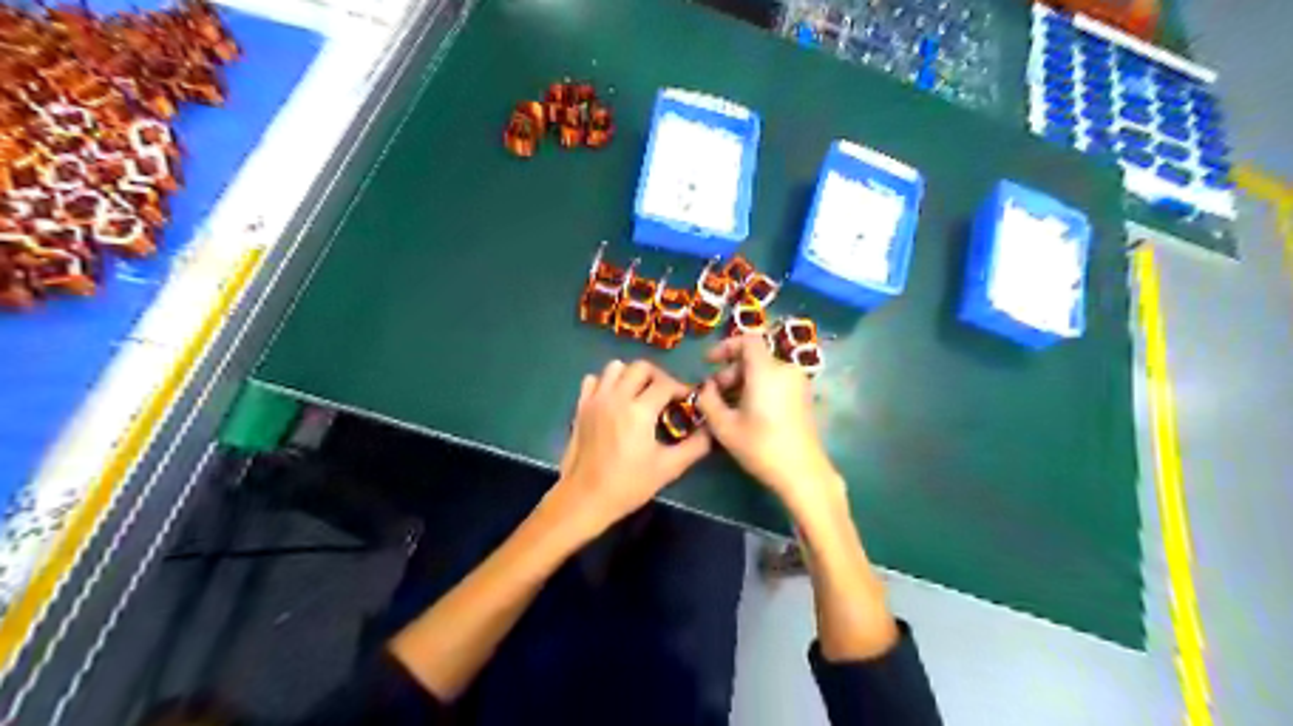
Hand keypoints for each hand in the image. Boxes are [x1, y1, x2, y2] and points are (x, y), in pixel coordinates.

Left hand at [549, 359, 710, 535]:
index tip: (689, 400)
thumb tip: (709, 431)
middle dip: (659, 377)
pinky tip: (614, 400)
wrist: (585, 498)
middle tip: (666, 395)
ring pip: (615, 368)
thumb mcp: (668, 468)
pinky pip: (594, 380)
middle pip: (641, 367)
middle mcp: (616, 397)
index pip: (666, 384)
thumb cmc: (628, 485)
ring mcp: (595, 399)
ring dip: (632, 375)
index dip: (682, 388)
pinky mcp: (580, 406)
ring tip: (640, 395)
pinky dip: (607, 383)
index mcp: (639, 411)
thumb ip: (694, 446)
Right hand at [698, 332, 850, 517]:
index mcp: (766, 370)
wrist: (802, 473)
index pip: (747, 339)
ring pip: (764, 371)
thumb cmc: (760, 446)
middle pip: (753, 358)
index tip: (709, 362)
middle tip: (713, 394)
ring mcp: (798, 384)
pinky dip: (758, 389)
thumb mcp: (724, 426)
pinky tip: (747, 413)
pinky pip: (775, 382)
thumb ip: (708, 400)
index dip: (725, 346)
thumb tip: (706, 387)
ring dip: (742, 382)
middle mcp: (785, 370)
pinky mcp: (803, 398)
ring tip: (727, 407)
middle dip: (730, 371)